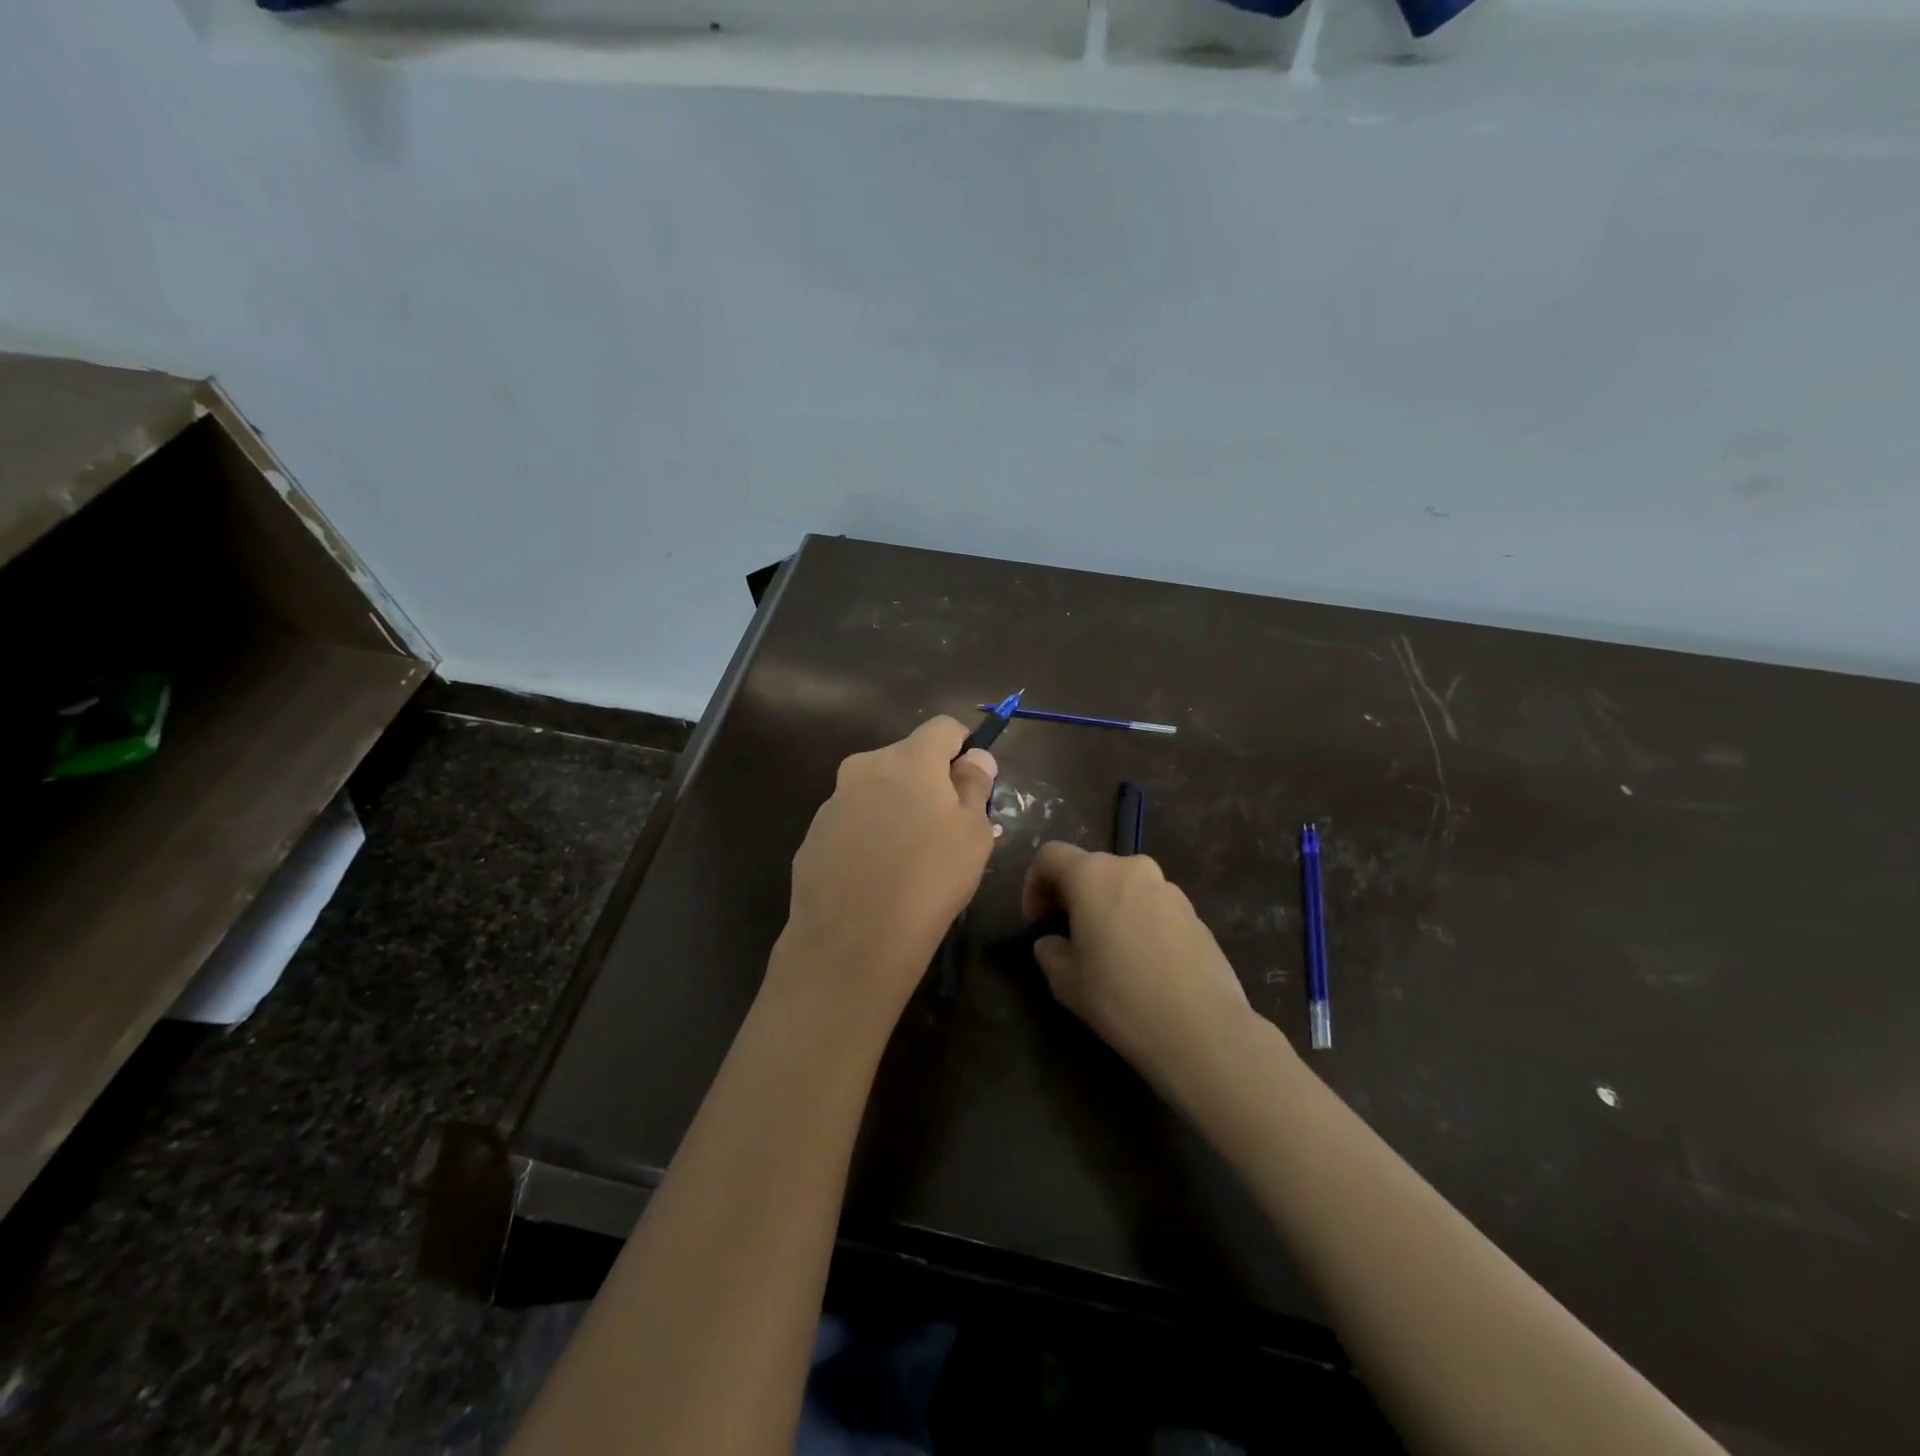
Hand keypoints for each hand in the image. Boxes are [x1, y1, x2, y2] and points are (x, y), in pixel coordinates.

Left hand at [770, 717, 997, 1037]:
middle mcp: (864, 767)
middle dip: (929, 783)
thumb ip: (975, 785)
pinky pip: (853, 822)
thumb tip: (975, 757)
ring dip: (897, 810)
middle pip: (908, 759)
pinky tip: (876, 878)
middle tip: (946, 832)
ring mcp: (833, 801)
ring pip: (878, 791)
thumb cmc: (929, 880)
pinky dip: (869, 837)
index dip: (964, 749)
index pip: (944, 726)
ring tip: (909, 862)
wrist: (852, 941)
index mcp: (908, 758)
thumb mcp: (973, 834)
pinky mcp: (813, 835)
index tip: (971, 788)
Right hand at [1023, 843, 1261, 1089]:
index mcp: (1092, 875)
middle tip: (1067, 936)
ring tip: (1107, 952)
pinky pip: (1152, 905)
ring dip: (1107, 907)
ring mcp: (1168, 888)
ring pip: (1123, 886)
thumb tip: (1053, 943)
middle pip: (1089, 868)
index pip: (1050, 856)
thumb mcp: (1066, 981)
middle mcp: (1131, 868)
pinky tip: (1141, 963)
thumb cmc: (1121, 998)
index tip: (1036, 922)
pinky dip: (1137, 921)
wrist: (1202, 1028)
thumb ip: (1050, 952)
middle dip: (1072, 896)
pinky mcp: (1194, 911)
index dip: (1033, 884)